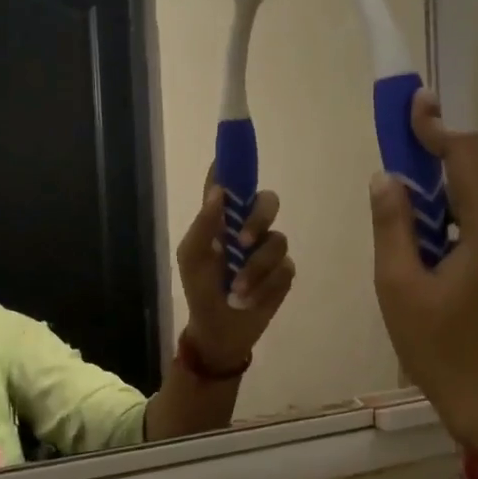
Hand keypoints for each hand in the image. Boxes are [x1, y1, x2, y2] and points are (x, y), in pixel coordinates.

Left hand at [175, 173, 295, 374]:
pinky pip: (285, 268)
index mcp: (223, 218)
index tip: (238, 147)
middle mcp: (248, 227)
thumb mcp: (192, 258)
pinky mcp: (284, 272)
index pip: (231, 181)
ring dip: (255, 268)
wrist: (219, 330)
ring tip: (238, 291)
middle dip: (257, 219)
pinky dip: (266, 286)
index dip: (236, 162)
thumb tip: (219, 191)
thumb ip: (204, 225)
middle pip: (267, 201)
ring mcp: (269, 249)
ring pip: (277, 240)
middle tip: (242, 242)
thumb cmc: (200, 290)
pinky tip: (250, 299)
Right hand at [369, 90, 477, 466]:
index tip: (413, 103)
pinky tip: (425, 248)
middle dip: (436, 159)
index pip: (467, 156)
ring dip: (441, 198)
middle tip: (397, 151)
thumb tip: (388, 179)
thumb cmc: (444, 351)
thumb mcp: (400, 288)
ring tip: (401, 207)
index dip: (437, 127)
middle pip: (476, 177)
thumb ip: (392, 227)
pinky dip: (452, 225)